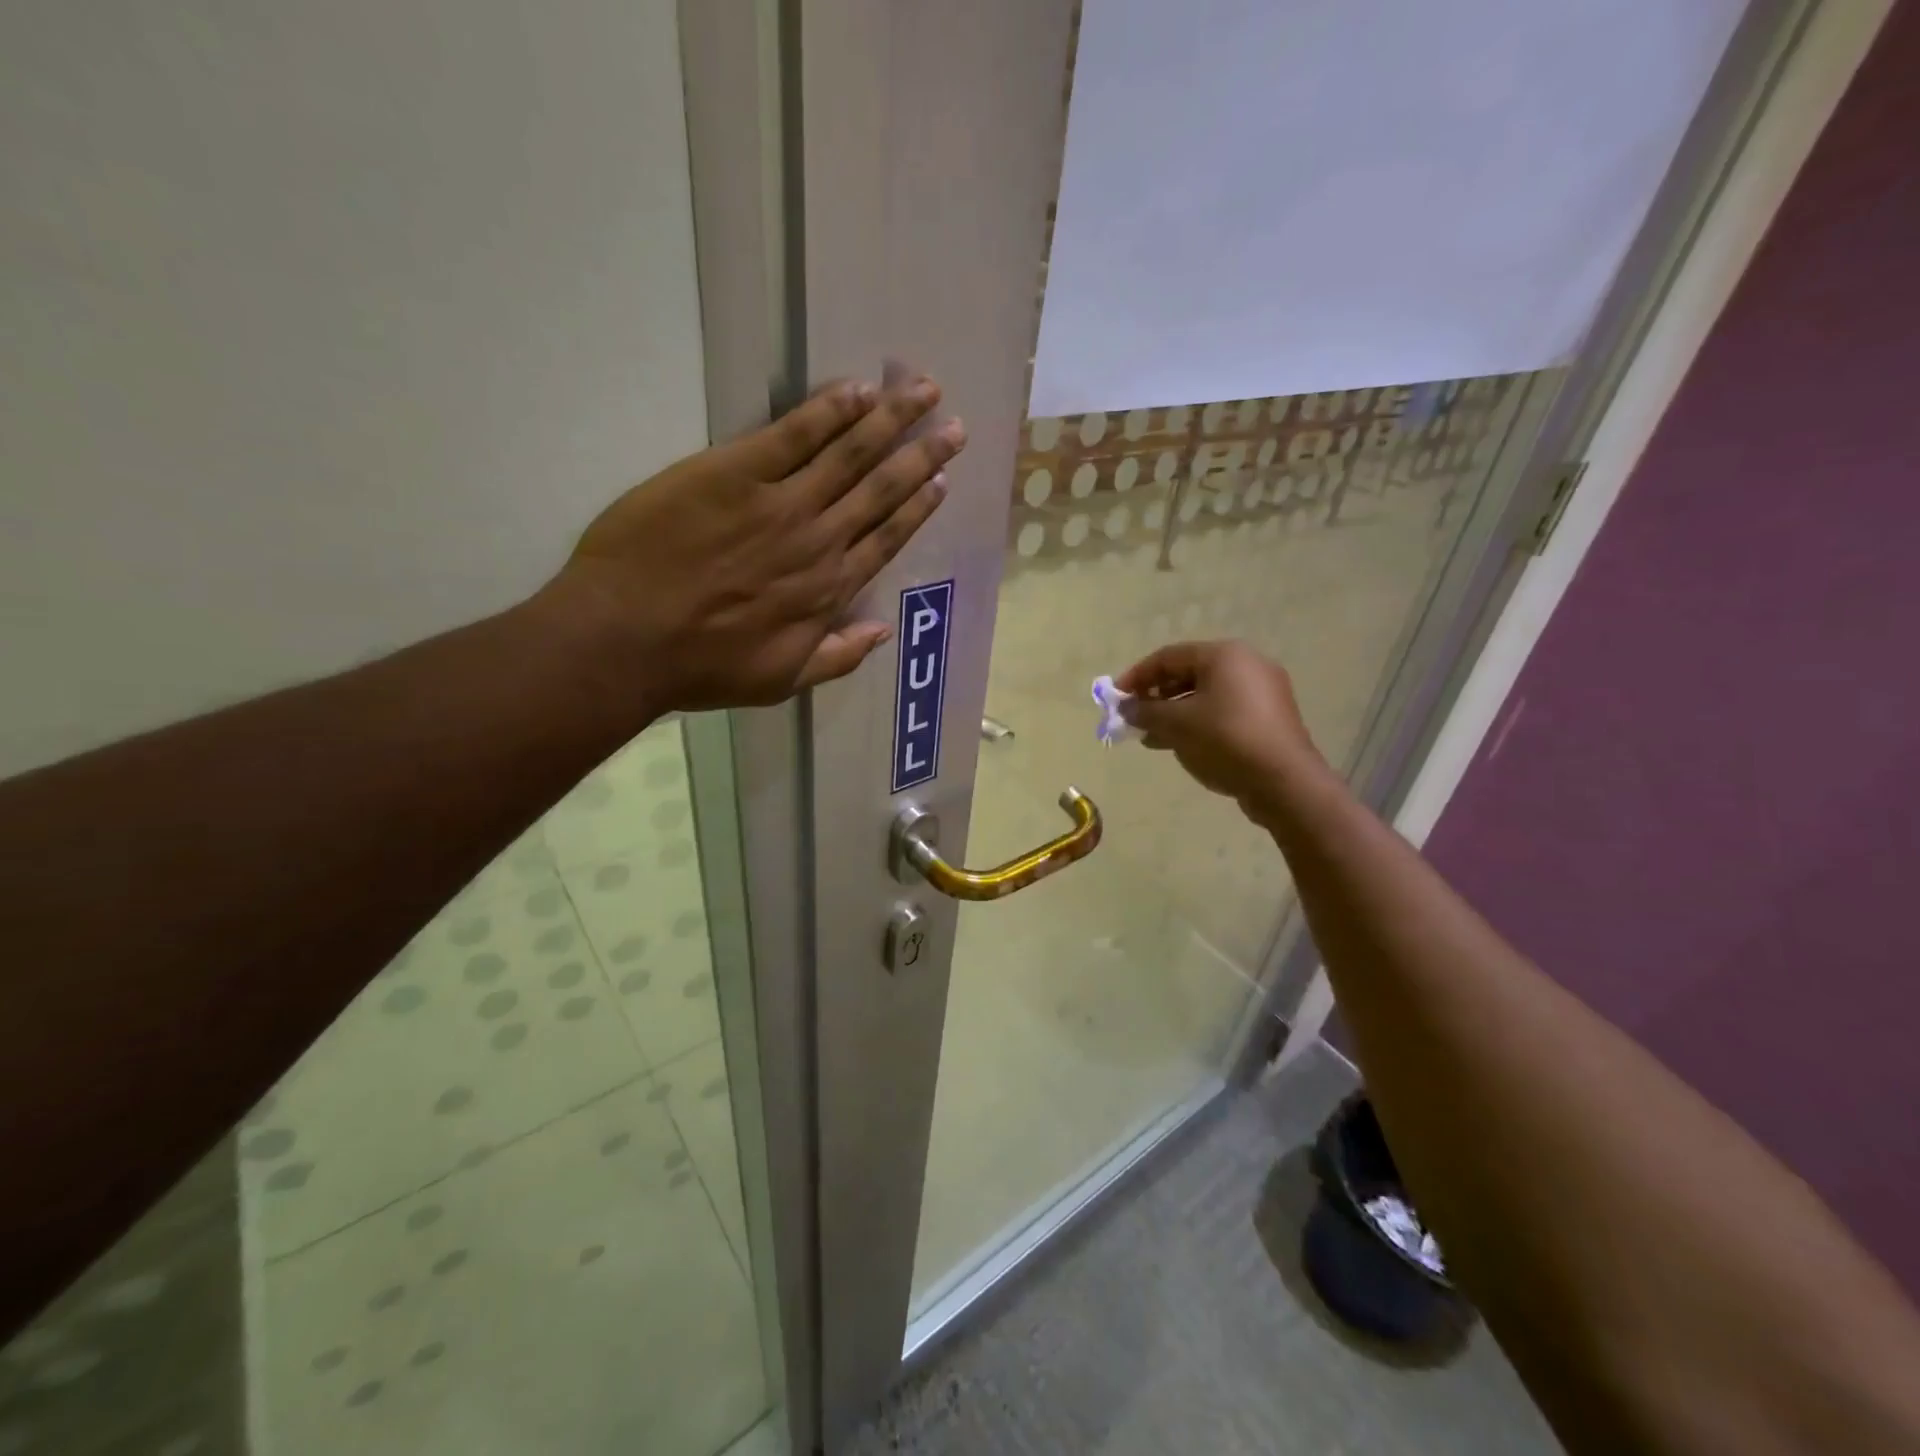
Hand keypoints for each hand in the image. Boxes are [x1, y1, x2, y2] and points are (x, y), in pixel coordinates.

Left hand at [545, 375, 964, 714]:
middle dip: (922, 455)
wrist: (627, 639)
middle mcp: (819, 540)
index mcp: (829, 590)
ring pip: (849, 453)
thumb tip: (883, 633)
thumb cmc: (703, 666)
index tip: (943, 480)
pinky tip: (858, 390)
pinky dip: (829, 410)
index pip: (887, 538)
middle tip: (955, 427)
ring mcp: (780, 502)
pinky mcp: (734, 472)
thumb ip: (838, 658)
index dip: (918, 506)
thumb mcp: (781, 681)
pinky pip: (793, 434)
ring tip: (924, 392)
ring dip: (891, 420)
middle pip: (881, 489)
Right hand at [1117, 641, 1333, 824]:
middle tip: (1133, 717)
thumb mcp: (1177, 724)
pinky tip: (1178, 744)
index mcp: (1225, 655)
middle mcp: (1247, 665)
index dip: (1137, 676)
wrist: (1284, 783)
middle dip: (1156, 696)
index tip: (1115, 698)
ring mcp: (1262, 692)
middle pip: (1188, 673)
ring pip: (1205, 695)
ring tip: (1150, 736)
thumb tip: (1126, 708)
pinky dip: (1197, 722)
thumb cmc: (1226, 741)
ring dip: (1174, 713)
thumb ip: (1146, 711)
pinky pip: (1223, 711)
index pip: (1169, 656)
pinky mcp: (1268, 718)